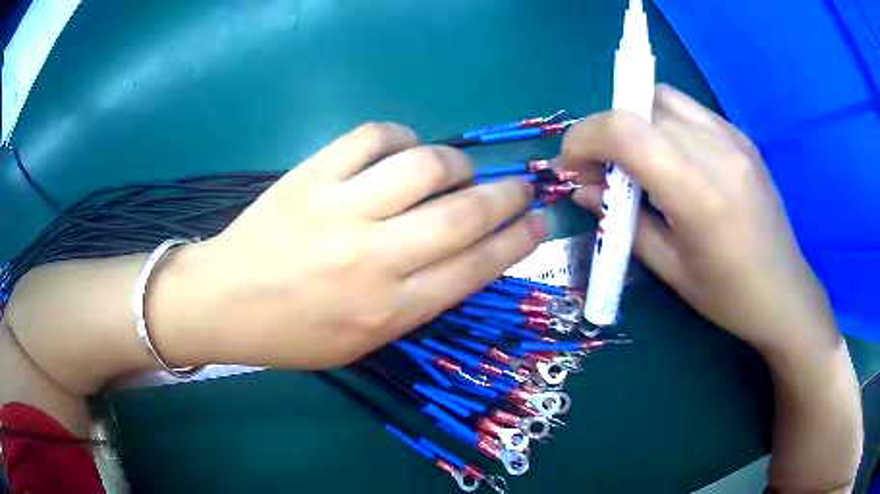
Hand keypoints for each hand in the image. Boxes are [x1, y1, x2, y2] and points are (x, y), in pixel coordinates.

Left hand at [154, 123, 547, 368]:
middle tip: (520, 185)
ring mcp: (339, 210)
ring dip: (456, 163)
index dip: (519, 239)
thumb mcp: (364, 340)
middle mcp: (373, 258)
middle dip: (507, 195)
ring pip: (425, 165)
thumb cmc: (294, 333)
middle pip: (463, 213)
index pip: (475, 266)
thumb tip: (463, 251)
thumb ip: (417, 299)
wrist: (224, 301)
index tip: (541, 219)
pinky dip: (401, 137)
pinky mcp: (311, 175)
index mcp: (389, 310)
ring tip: (455, 171)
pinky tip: (402, 150)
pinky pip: (373, 137)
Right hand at [562, 85, 837, 358]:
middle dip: (605, 132)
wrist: (785, 293)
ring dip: (635, 121)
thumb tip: (585, 191)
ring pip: (663, 98)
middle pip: (639, 106)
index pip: (625, 129)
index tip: (571, 165)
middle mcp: (716, 150)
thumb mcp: (669, 269)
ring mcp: (733, 137)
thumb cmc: (727, 295)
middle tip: (600, 170)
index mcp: (697, 191)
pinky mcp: (741, 137)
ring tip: (636, 161)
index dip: (584, 137)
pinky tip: (671, 158)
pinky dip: (664, 123)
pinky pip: (689, 111)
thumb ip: (623, 222)